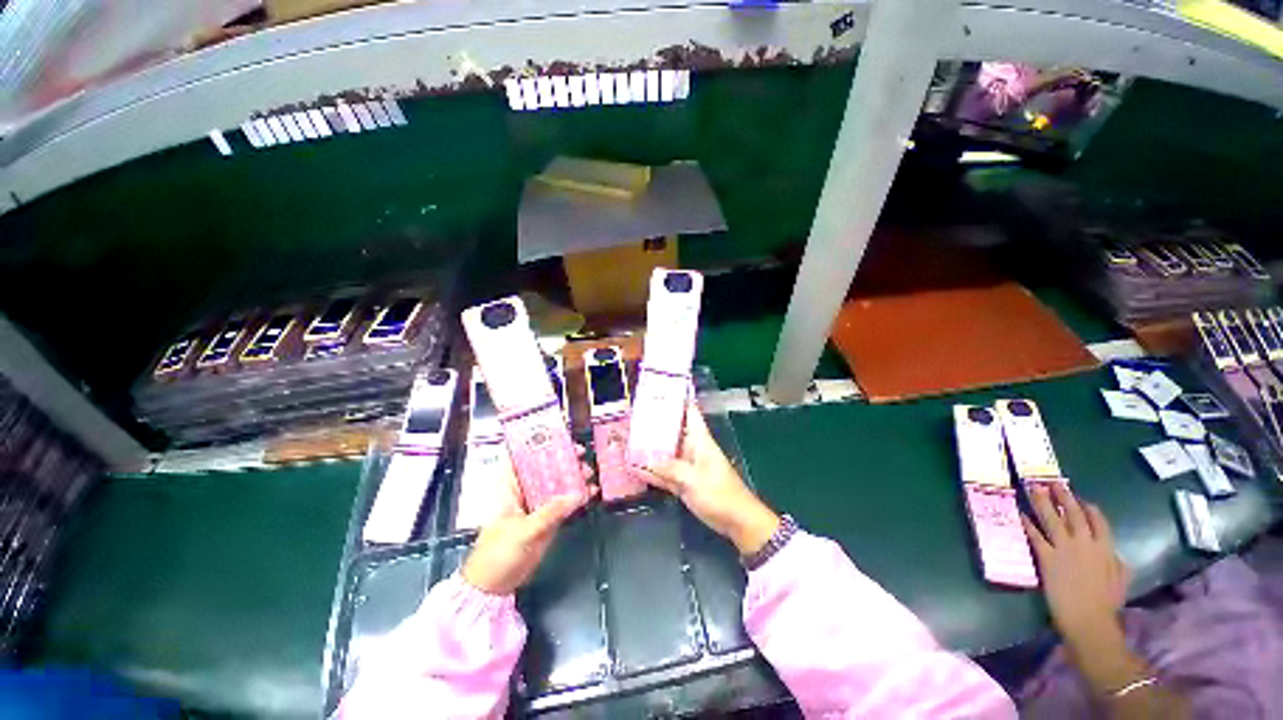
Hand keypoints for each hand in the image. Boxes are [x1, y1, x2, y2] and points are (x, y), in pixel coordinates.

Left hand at [461, 449, 593, 594]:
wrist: (494, 585)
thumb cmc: (499, 552)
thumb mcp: (524, 530)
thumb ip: (551, 512)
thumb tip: (577, 494)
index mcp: (510, 488)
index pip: (521, 458)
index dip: (536, 445)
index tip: (556, 437)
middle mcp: (524, 491)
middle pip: (544, 468)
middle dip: (562, 459)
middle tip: (580, 454)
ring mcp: (536, 506)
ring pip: (556, 484)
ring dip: (572, 478)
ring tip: (589, 473)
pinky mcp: (547, 520)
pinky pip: (564, 504)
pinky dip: (577, 498)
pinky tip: (591, 493)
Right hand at [628, 403, 779, 555]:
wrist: (737, 521)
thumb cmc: (719, 493)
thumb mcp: (692, 479)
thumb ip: (667, 468)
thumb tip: (644, 462)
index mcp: (699, 439)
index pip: (689, 412)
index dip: (676, 400)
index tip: (658, 392)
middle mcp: (692, 448)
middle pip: (672, 431)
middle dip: (654, 425)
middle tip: (631, 418)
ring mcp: (687, 466)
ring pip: (666, 452)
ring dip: (650, 449)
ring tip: (628, 439)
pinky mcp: (684, 482)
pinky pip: (664, 472)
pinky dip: (652, 471)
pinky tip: (635, 468)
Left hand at [1022, 483, 1130, 641]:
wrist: (1088, 619)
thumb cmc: (1106, 603)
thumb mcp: (1120, 580)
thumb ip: (1116, 562)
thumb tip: (1113, 552)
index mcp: (1106, 549)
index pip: (1098, 522)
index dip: (1088, 508)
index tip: (1081, 499)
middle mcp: (1084, 544)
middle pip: (1073, 514)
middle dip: (1063, 496)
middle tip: (1052, 482)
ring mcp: (1064, 549)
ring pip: (1052, 519)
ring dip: (1041, 502)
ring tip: (1033, 488)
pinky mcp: (1046, 557)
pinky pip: (1035, 536)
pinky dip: (1027, 523)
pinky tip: (1019, 513)